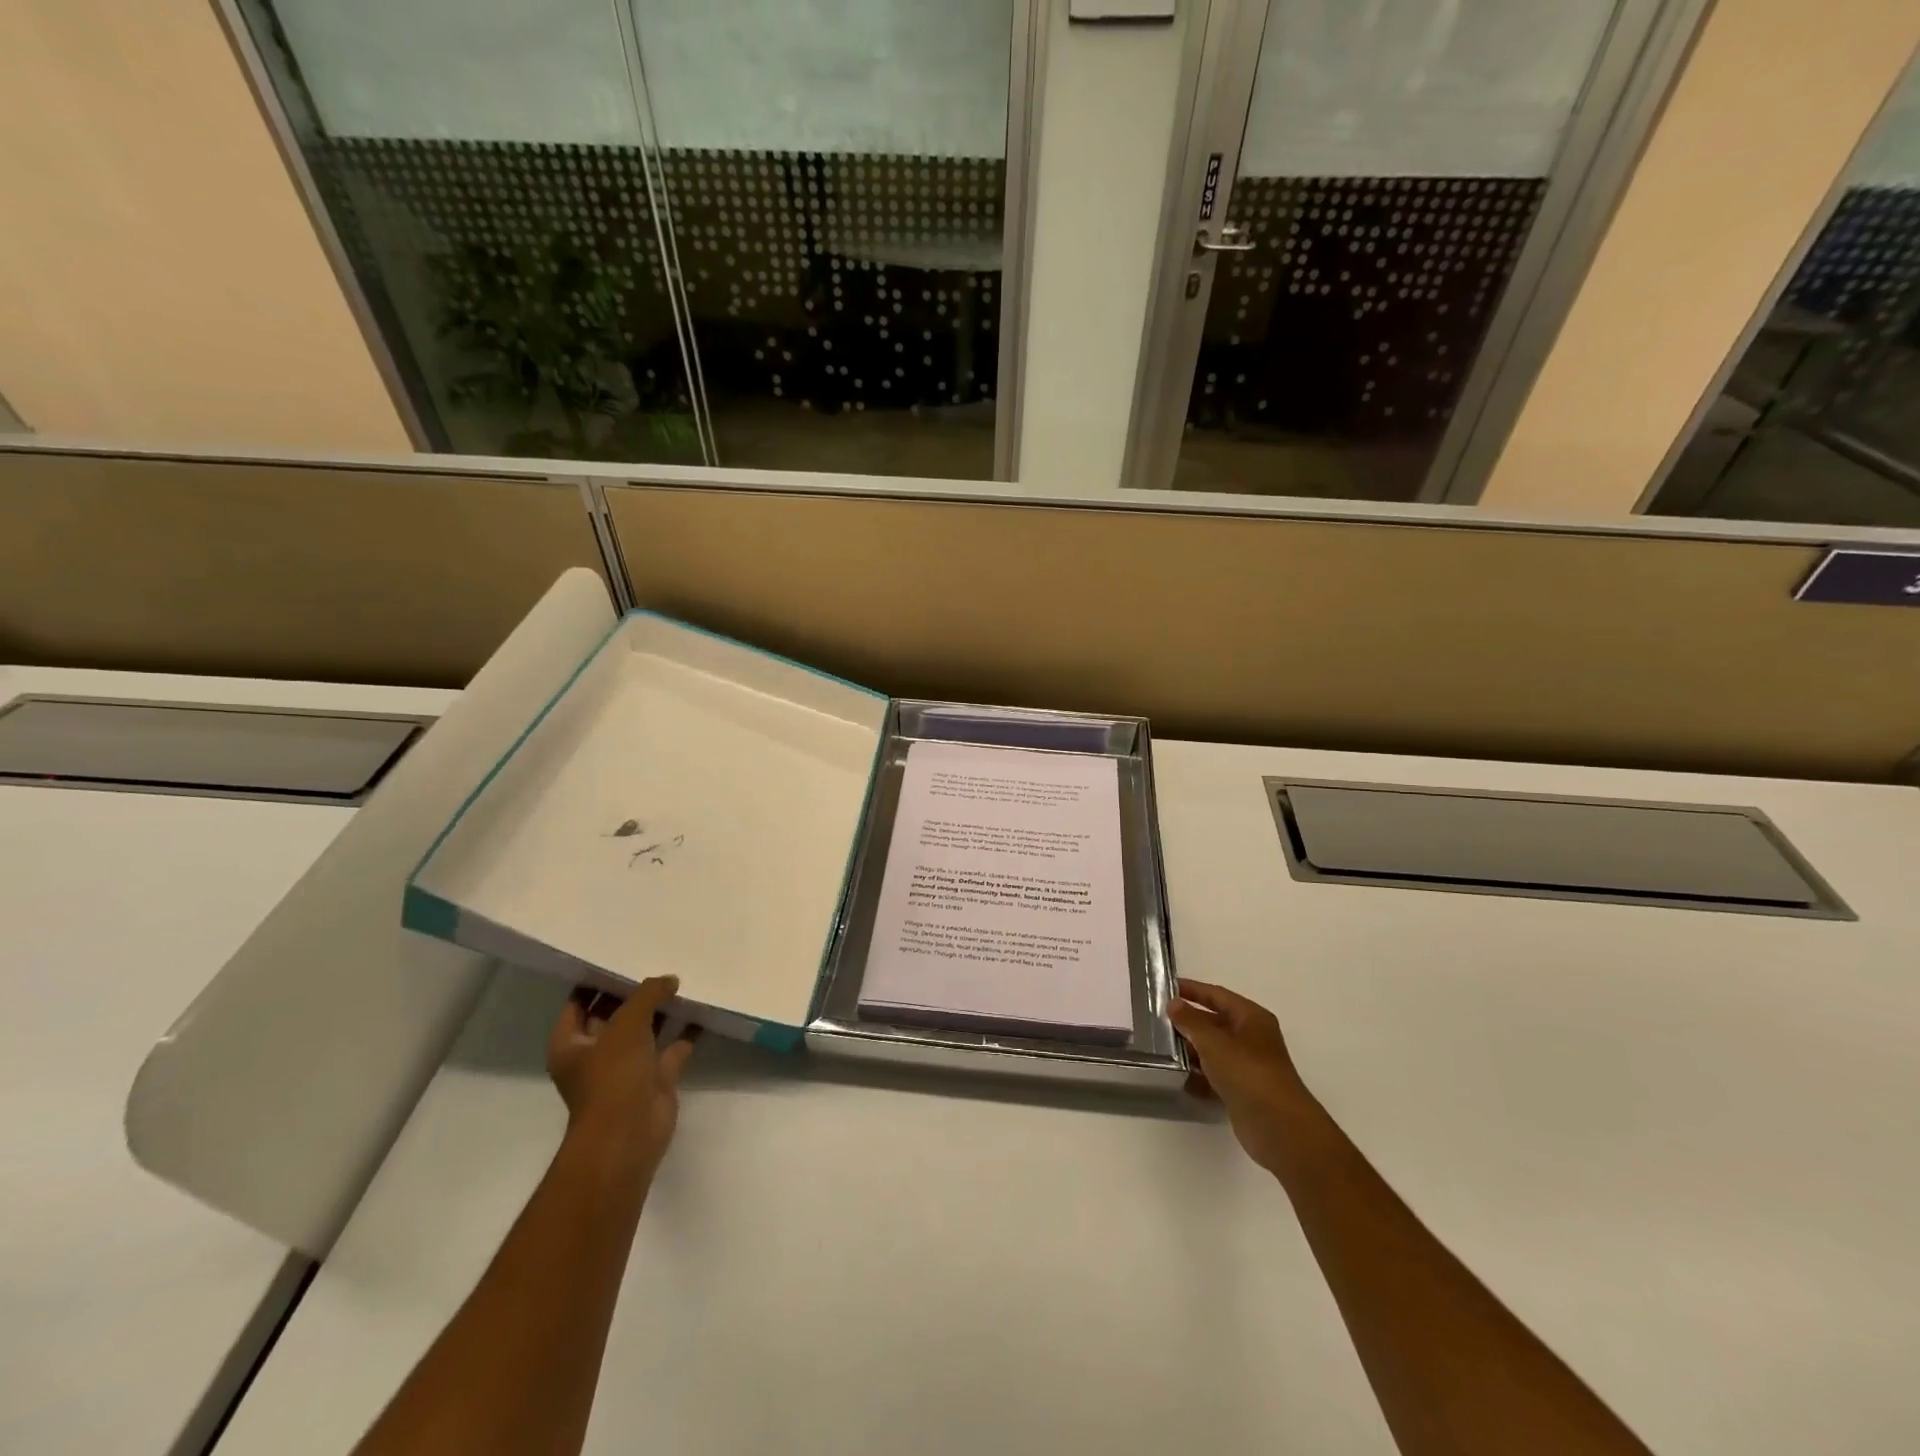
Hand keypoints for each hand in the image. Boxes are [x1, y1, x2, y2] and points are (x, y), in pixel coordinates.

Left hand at [547, 975, 695, 1180]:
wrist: (630, 1134)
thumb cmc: (613, 1076)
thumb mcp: (627, 1023)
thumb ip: (648, 994)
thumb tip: (669, 980)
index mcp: (571, 1044)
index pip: (578, 1003)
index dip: (596, 980)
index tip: (619, 955)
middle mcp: (595, 1055)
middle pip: (613, 1015)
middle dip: (633, 993)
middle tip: (657, 961)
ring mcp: (625, 1068)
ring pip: (644, 1031)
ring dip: (660, 1011)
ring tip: (682, 980)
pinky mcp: (654, 1080)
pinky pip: (671, 1049)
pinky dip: (685, 1033)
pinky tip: (701, 1011)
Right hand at [1170, 979, 1323, 1175]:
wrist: (1279, 1128)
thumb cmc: (1248, 1073)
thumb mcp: (1214, 1042)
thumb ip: (1191, 1021)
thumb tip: (1173, 1004)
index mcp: (1251, 1017)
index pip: (1217, 995)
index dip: (1192, 989)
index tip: (1166, 987)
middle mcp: (1251, 1037)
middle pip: (1215, 1022)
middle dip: (1188, 1021)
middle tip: (1157, 1019)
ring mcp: (1248, 1065)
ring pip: (1214, 1050)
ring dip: (1191, 1049)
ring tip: (1162, 1048)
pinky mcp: (1243, 1090)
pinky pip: (1216, 1075)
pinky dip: (1200, 1075)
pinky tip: (1179, 1078)